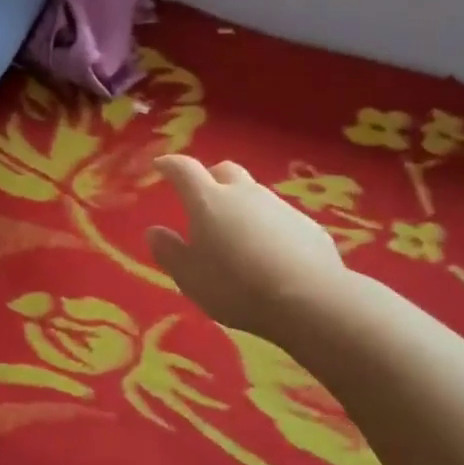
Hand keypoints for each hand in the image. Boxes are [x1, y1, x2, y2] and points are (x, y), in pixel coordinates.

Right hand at [146, 156, 346, 340]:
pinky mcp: (307, 226)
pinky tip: (269, 254)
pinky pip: (279, 219)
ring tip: (236, 235)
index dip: (170, 165)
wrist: (309, 299)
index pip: (184, 170)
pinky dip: (267, 227)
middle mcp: (245, 194)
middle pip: (225, 172)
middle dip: (210, 178)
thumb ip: (169, 252)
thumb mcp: (190, 277)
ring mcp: (280, 207)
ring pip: (254, 195)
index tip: (161, 166)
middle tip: (202, 199)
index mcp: (209, 201)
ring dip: (241, 206)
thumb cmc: (235, 287)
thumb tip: (154, 231)